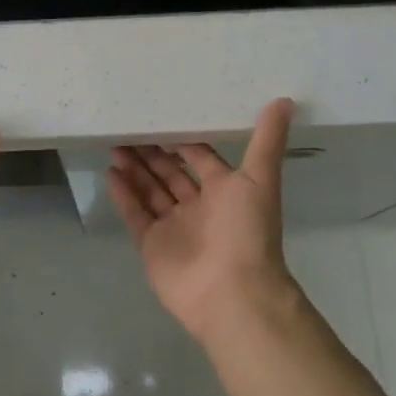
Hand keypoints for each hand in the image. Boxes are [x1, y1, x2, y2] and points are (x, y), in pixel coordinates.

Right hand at [108, 98, 298, 349]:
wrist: (233, 295)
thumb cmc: (247, 232)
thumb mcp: (259, 179)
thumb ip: (267, 140)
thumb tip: (285, 100)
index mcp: (224, 191)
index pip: (200, 157)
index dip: (183, 139)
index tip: (162, 116)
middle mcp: (198, 207)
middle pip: (170, 173)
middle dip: (152, 152)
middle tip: (130, 128)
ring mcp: (173, 227)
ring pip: (150, 191)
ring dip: (135, 169)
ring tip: (115, 145)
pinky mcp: (152, 245)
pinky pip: (135, 214)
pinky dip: (123, 194)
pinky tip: (111, 172)